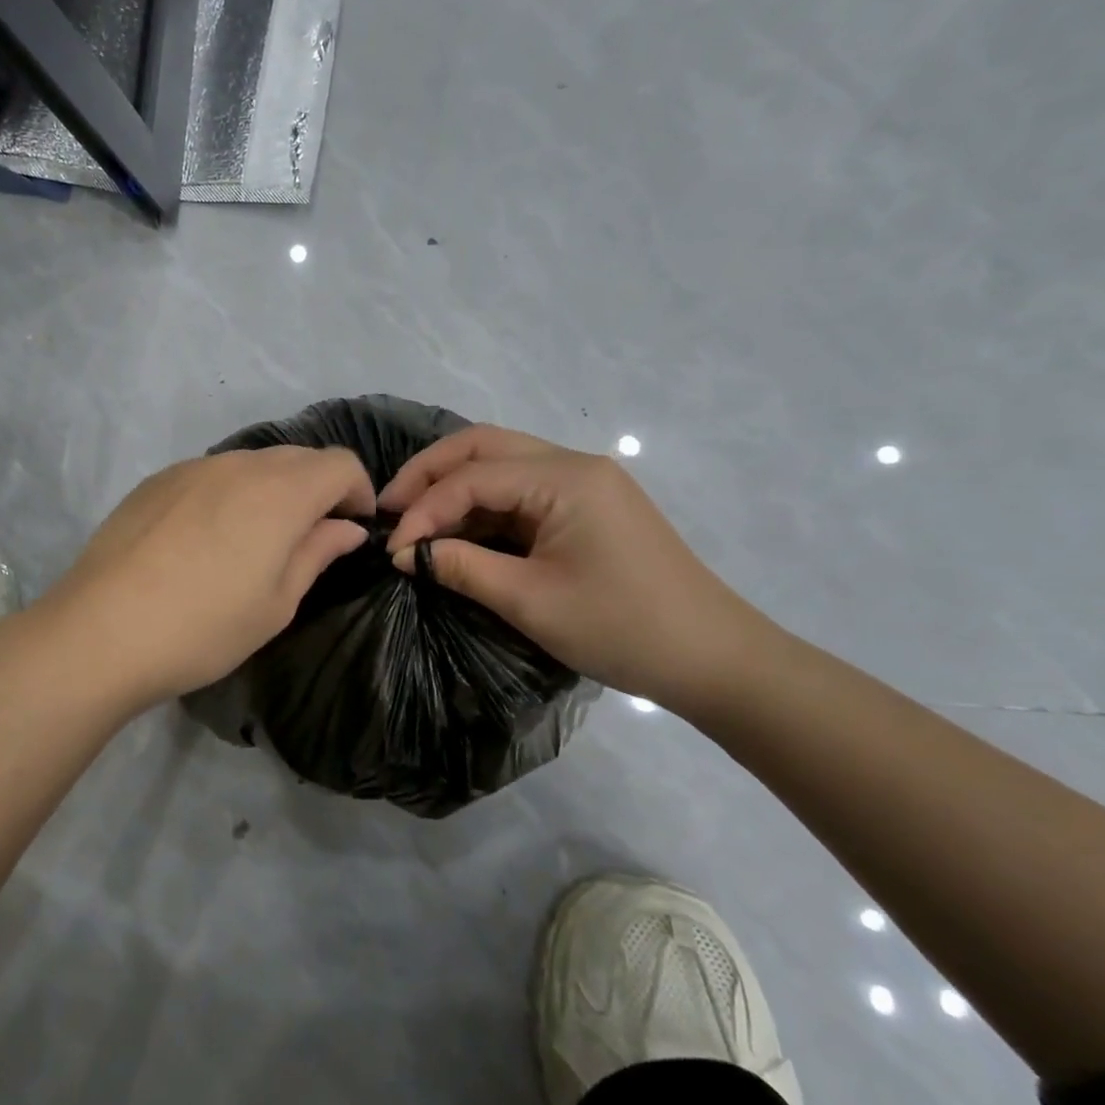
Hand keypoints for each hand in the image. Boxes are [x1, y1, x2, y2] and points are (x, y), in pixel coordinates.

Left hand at [43, 446, 375, 708]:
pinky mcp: (156, 480)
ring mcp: (192, 468)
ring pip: (252, 462)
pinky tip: (206, 536)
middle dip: (318, 487)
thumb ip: (317, 552)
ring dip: (272, 488)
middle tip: (311, 535)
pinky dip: (229, 492)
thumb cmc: (204, 627)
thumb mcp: (276, 603)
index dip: (358, 491)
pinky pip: (211, 473)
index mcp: (280, 492)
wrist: (101, 630)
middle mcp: (239, 465)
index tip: (353, 527)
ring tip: (256, 537)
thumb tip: (346, 527)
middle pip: (298, 457)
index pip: (340, 464)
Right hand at [380, 426, 771, 709]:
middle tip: (389, 508)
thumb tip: (407, 554)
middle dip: (430, 474)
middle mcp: (573, 464)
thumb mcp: (530, 601)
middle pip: (483, 446)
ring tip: (415, 521)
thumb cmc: (622, 628)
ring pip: (502, 464)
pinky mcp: (588, 507)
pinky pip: (522, 491)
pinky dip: (483, 507)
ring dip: (455, 487)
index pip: (472, 476)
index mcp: (564, 478)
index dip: (424, 509)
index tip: (394, 549)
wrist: (714, 659)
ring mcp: (584, 483)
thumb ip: (462, 568)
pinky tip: (459, 532)